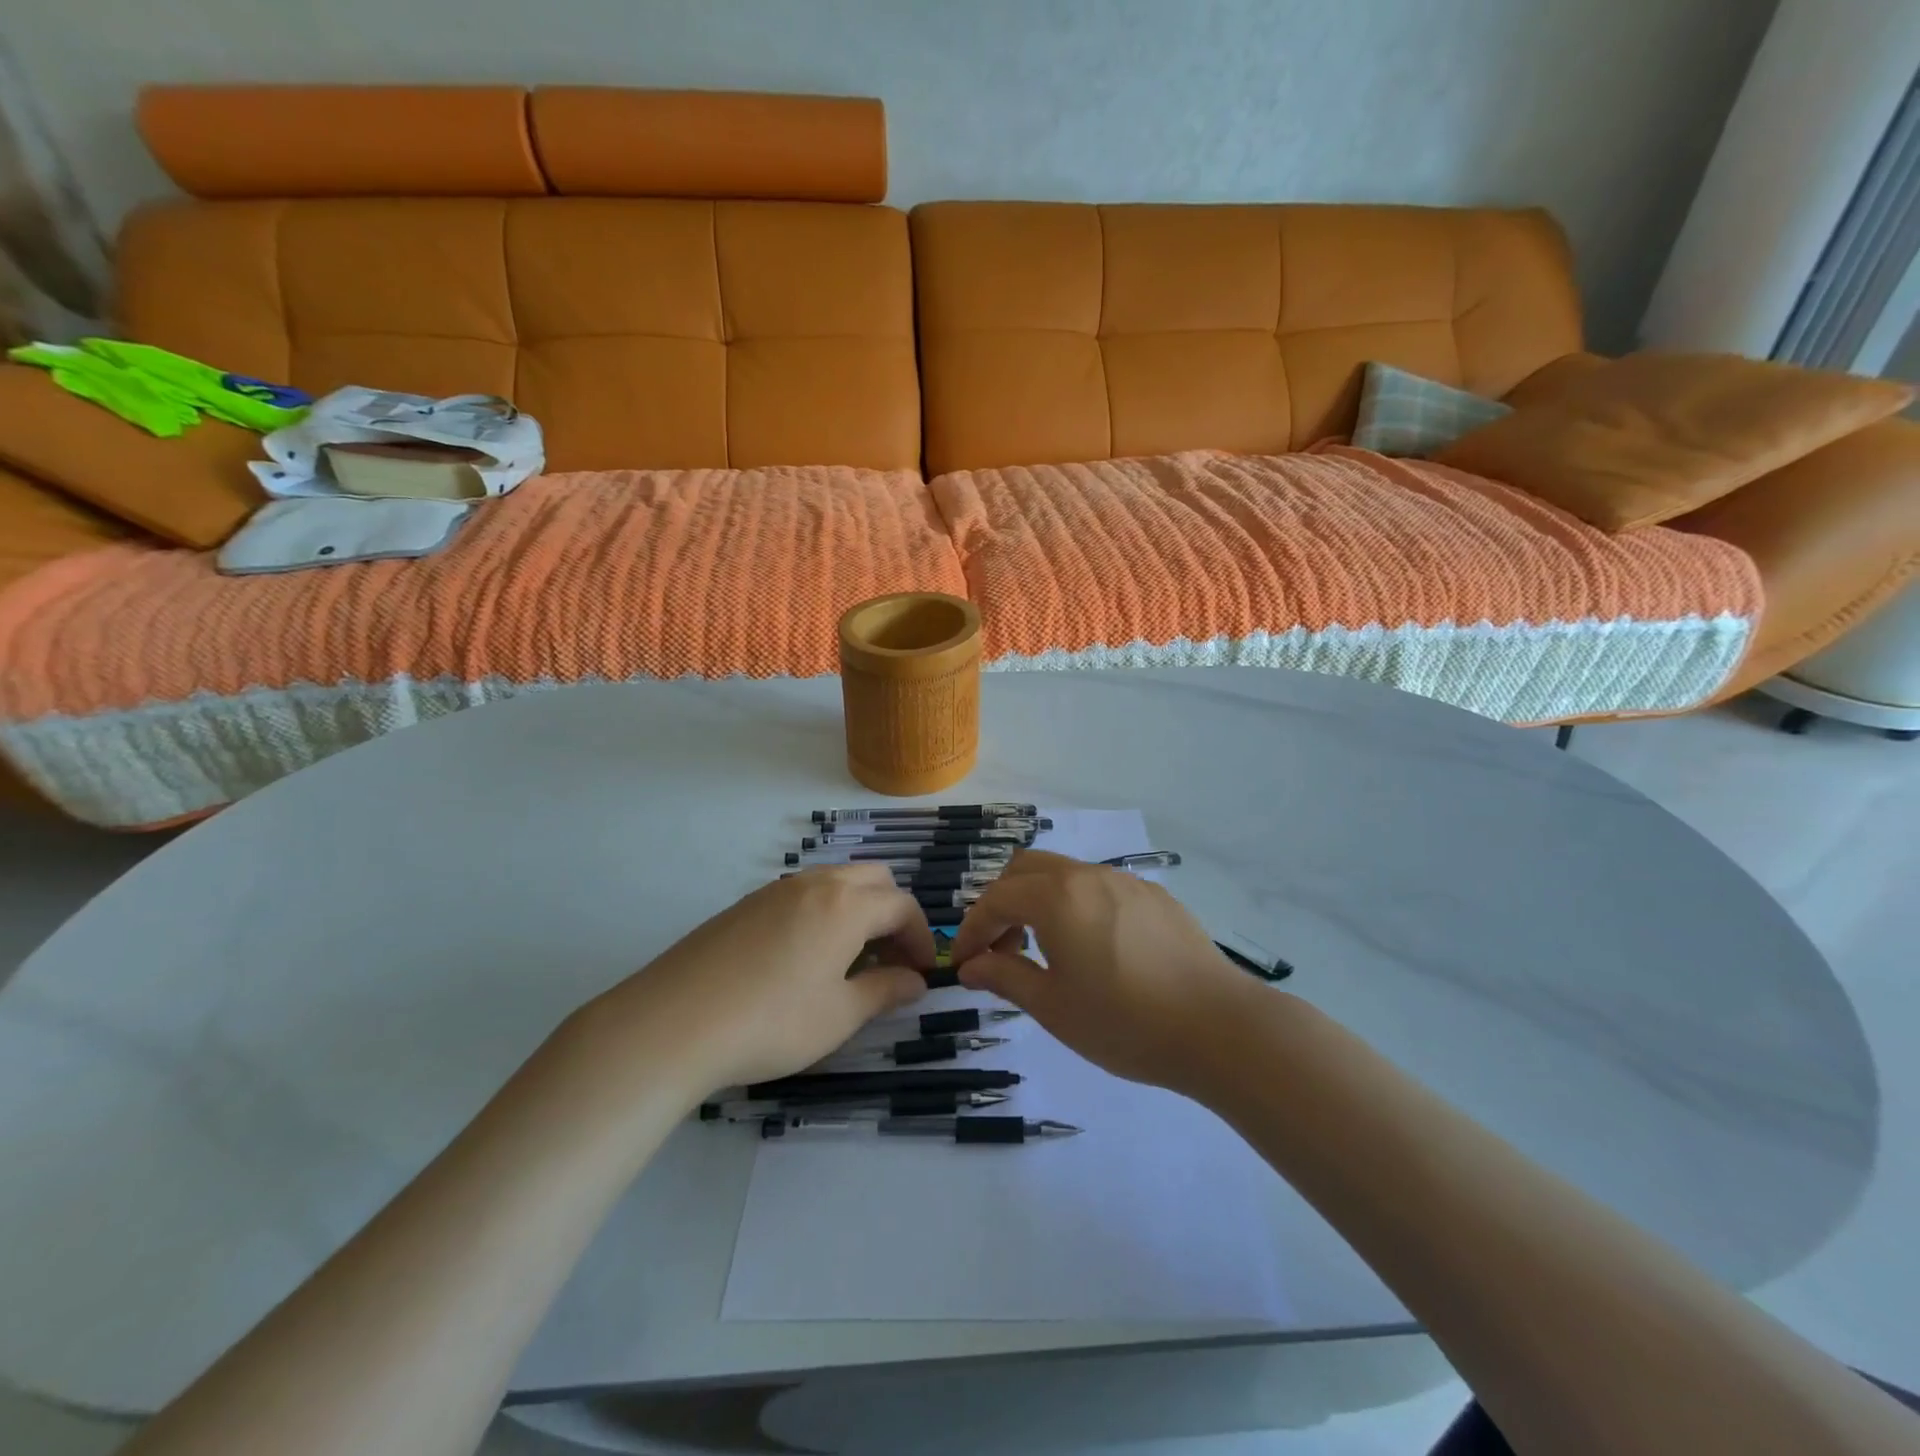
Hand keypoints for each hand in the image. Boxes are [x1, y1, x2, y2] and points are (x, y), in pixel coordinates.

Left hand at [570, 866, 934, 1097]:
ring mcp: (776, 890)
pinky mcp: (746, 904)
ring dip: (857, 910)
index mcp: (846, 905)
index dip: (921, 938)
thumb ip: (884, 991)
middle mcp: (815, 884)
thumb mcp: (839, 1016)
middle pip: (873, 880)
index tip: (921, 974)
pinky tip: (803, 958)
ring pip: (836, 881)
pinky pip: (802, 894)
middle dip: (892, 914)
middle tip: (889, 960)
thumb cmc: (771, 1022)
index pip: (902, 906)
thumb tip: (914, 980)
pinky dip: (823, 913)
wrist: (672, 1023)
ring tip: (849, 960)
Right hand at [950, 851, 1260, 1095]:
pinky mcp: (1154, 896)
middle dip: (1002, 903)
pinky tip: (1095, 948)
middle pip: (1025, 869)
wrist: (1218, 1027)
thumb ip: (1004, 977)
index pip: (995, 899)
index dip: (971, 930)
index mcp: (1056, 897)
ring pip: (1064, 873)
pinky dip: (1076, 905)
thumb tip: (970, 965)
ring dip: (1040, 901)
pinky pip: (1099, 886)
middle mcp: (1088, 875)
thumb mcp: (1053, 1007)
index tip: (963, 964)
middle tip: (1003, 950)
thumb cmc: (1124, 1022)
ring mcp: (1125, 881)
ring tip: (1047, 951)